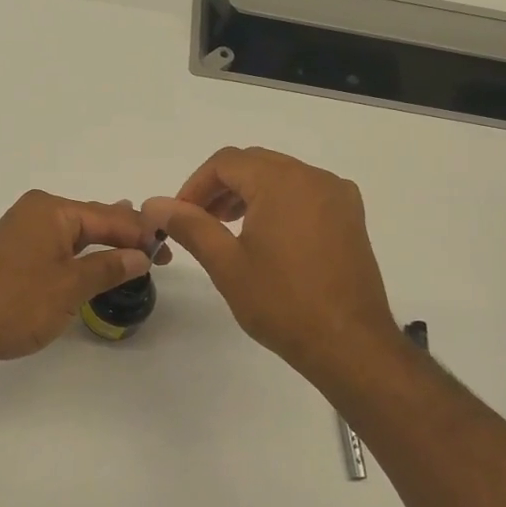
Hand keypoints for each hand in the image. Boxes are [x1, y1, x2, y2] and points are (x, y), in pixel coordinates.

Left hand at [0, 191, 156, 376]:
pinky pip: (59, 248)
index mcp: (50, 210)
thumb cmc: (16, 304)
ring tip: (137, 249)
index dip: (140, 233)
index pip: (107, 216)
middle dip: (125, 236)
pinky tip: (97, 262)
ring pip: (75, 234)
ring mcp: (23, 233)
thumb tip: (141, 255)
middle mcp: (36, 213)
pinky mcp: (16, 256)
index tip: (168, 250)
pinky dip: (82, 256)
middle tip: (159, 254)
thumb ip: (108, 268)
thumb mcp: (69, 286)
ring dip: (104, 245)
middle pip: (92, 220)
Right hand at [143, 147, 401, 384]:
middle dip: (220, 187)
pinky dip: (277, 203)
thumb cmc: (282, 303)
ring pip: (280, 177)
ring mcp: (337, 196)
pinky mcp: (350, 218)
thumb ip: (189, 225)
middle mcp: (314, 177)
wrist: (349, 344)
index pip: (226, 162)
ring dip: (248, 194)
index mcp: (282, 181)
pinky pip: (305, 193)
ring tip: (226, 230)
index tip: (178, 216)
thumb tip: (154, 203)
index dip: (195, 185)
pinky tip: (265, 237)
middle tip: (198, 221)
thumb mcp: (226, 263)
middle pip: (254, 164)